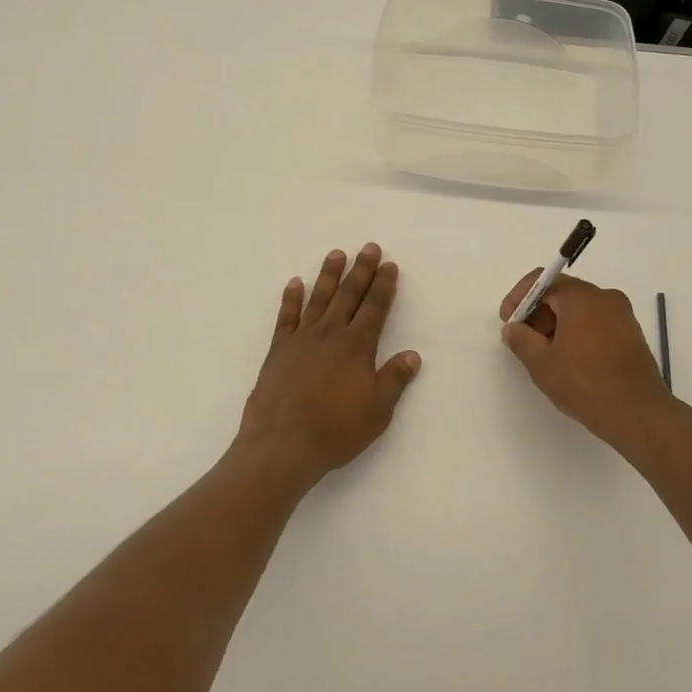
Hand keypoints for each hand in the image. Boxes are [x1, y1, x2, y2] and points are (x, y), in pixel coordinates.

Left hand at [237, 244, 421, 488]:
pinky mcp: (278, 350)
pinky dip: (291, 298)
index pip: (375, 307)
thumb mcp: (377, 411)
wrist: (282, 444)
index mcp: (357, 346)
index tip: (389, 265)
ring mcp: (301, 339)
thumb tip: (413, 355)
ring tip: (336, 254)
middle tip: (369, 247)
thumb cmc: (336, 430)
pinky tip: (295, 283)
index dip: (384, 285)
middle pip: (349, 294)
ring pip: (319, 298)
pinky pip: (286, 317)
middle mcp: (330, 334)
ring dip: (329, 275)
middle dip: (361, 269)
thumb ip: (394, 379)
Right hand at [499, 270, 687, 454]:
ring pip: (580, 308)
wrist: (639, 414)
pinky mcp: (631, 333)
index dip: (519, 298)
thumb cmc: (585, 384)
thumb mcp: (542, 364)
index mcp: (581, 297)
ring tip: (546, 354)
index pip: (542, 281)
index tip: (508, 322)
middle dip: (538, 312)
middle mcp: (604, 297)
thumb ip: (521, 340)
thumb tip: (513, 328)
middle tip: (525, 340)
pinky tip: (571, 359)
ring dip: (557, 323)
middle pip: (562, 292)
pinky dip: (578, 331)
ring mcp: (622, 314)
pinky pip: (596, 320)